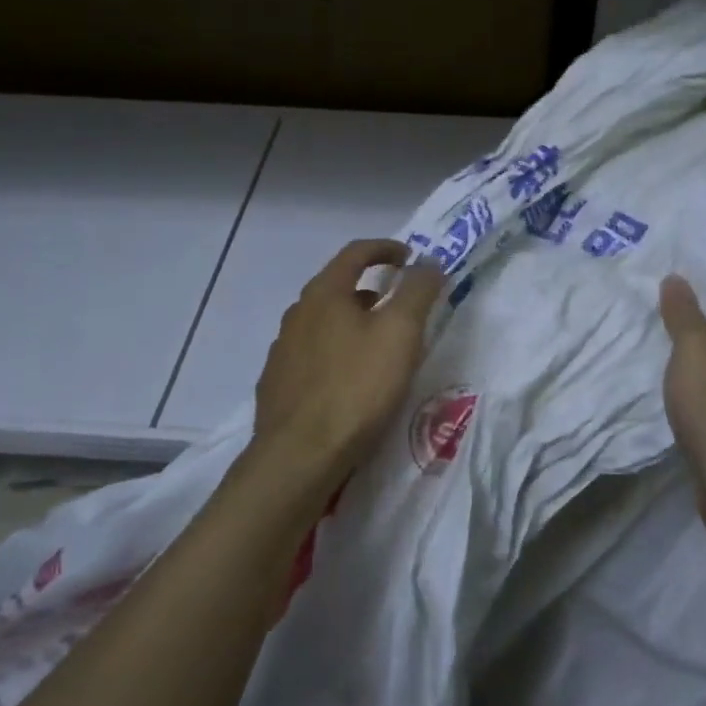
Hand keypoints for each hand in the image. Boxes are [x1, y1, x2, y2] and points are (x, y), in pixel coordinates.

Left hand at [252, 239, 445, 488]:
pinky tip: (350, 381)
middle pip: (338, 286)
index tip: (410, 258)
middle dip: (372, 289)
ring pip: (324, 322)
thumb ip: (417, 291)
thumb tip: (428, 261)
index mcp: (324, 293)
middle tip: (400, 307)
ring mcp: (283, 349)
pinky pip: (313, 354)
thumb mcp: (400, 333)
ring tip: (379, 347)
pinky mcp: (277, 384)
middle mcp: (297, 313)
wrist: (298, 457)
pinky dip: (336, 353)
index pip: (355, 252)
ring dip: (353, 323)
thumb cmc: (355, 387)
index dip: (386, 248)